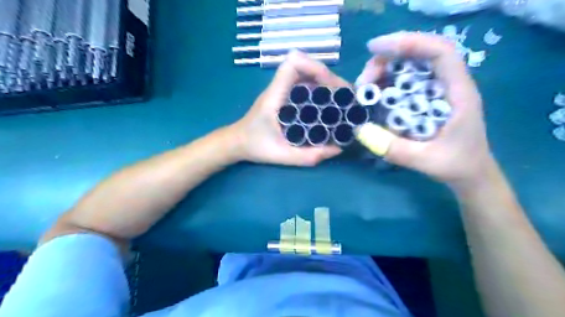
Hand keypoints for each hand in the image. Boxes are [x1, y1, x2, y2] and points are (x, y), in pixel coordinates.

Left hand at [230, 50, 346, 165]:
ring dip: (326, 83)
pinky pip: (305, 85)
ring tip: (341, 100)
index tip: (332, 87)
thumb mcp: (282, 155)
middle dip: (328, 77)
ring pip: (307, 74)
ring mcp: (282, 90)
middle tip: (344, 97)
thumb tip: (338, 149)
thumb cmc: (255, 146)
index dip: (315, 67)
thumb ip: (308, 156)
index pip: (292, 63)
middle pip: (305, 65)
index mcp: (275, 95)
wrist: (237, 143)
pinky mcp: (285, 96)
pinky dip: (320, 89)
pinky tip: (328, 105)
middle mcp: (279, 87)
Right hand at [357, 31, 495, 187]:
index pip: (440, 52)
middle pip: (420, 54)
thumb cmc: (456, 165)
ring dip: (385, 70)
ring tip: (364, 87)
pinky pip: (405, 82)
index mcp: (458, 93)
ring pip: (410, 66)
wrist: (470, 173)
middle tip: (364, 79)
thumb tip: (360, 130)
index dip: (410, 43)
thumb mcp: (425, 161)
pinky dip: (387, 83)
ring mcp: (436, 91)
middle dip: (388, 59)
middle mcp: (448, 85)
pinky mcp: (426, 99)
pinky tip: (373, 94)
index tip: (376, 49)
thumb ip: (395, 149)